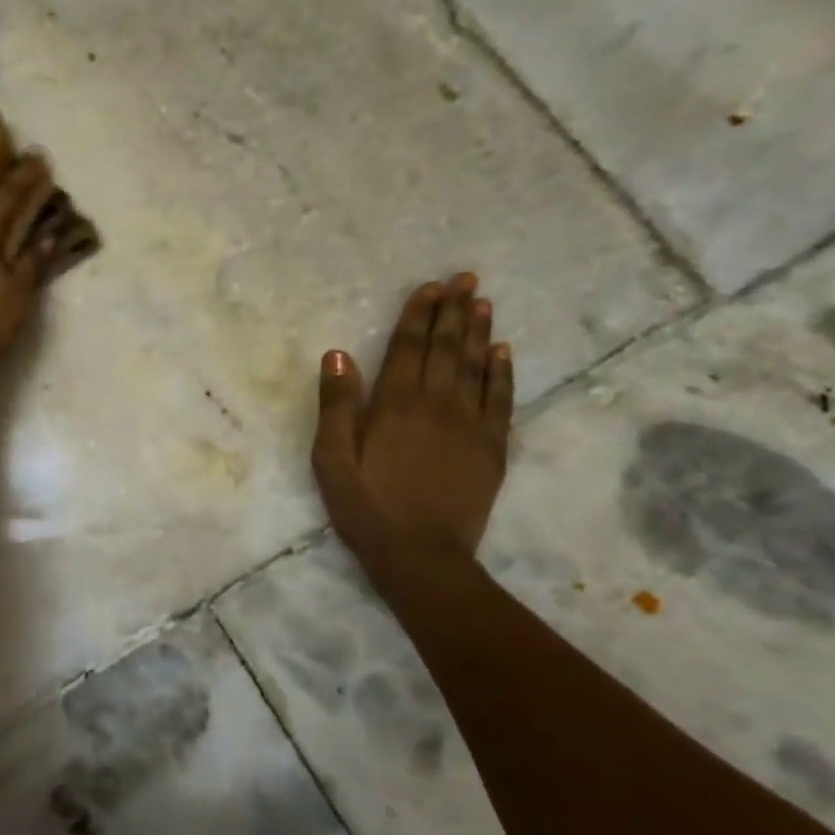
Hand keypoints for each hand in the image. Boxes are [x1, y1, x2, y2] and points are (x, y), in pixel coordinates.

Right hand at [310, 273, 513, 556]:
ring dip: (478, 332)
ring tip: (482, 302)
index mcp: (394, 406)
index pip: (409, 348)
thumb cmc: (366, 508)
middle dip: (454, 311)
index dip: (418, 315)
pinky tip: (503, 352)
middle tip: (465, 279)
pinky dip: (502, 372)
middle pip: (446, 349)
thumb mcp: (331, 460)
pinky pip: (501, 400)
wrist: (421, 555)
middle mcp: (437, 405)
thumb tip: (338, 354)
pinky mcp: (493, 448)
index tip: (430, 286)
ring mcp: (471, 425)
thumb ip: (336, 406)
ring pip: (476, 367)